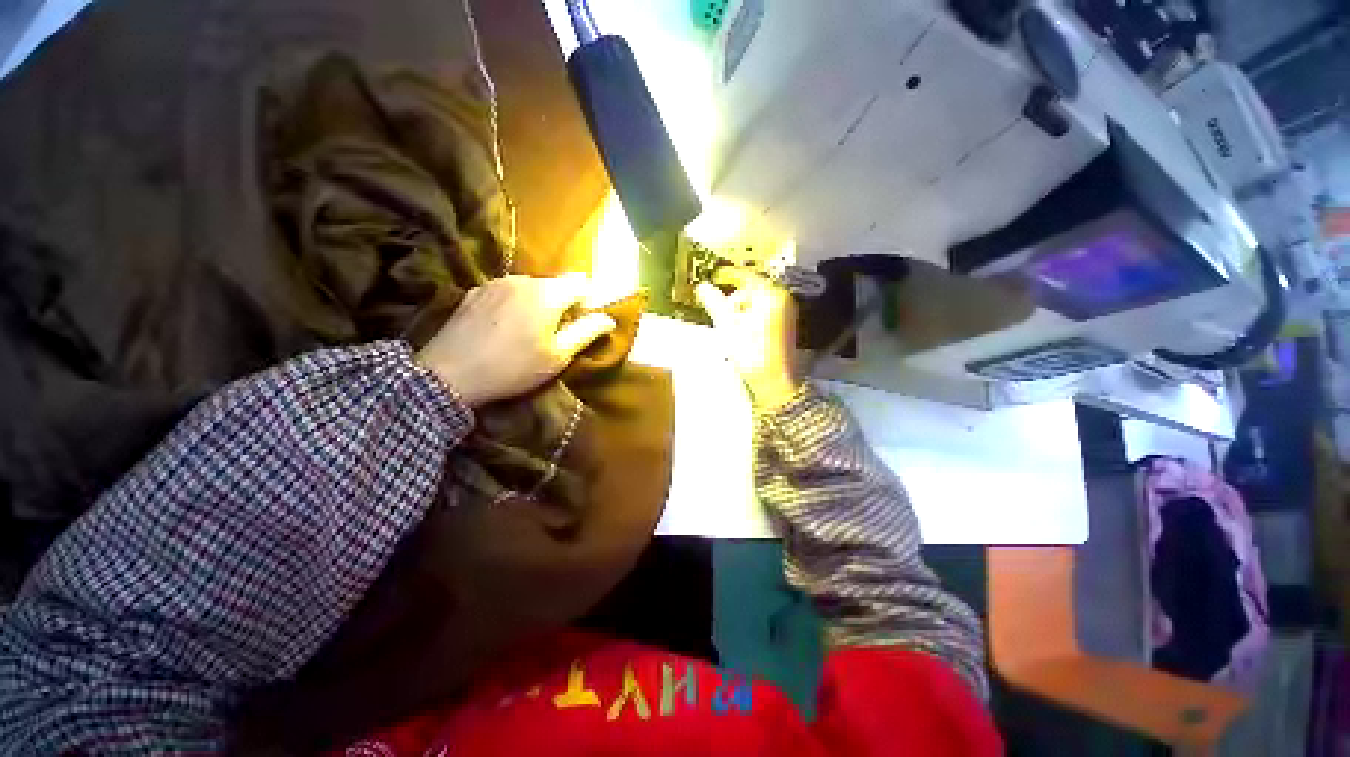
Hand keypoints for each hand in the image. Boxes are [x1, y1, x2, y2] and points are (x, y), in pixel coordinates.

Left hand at [417, 274, 615, 406]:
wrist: (449, 374)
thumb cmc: (513, 368)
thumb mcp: (557, 356)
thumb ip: (586, 333)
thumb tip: (608, 319)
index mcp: (548, 294)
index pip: (580, 283)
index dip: (587, 301)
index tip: (581, 323)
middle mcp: (523, 280)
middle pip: (555, 284)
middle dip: (562, 303)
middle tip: (555, 333)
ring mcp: (495, 283)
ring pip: (530, 287)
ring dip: (537, 303)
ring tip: (527, 332)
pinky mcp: (474, 291)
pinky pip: (506, 291)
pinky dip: (514, 304)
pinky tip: (503, 328)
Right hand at [696, 268, 801, 409]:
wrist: (774, 382)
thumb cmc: (752, 353)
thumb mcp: (728, 326)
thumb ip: (714, 302)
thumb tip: (702, 287)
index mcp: (771, 294)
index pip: (745, 275)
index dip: (726, 275)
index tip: (712, 277)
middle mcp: (782, 298)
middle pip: (752, 287)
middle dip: (732, 295)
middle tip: (716, 303)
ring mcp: (786, 311)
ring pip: (757, 300)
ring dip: (740, 306)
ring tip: (727, 321)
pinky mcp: (785, 324)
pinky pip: (763, 311)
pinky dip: (749, 314)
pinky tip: (739, 328)